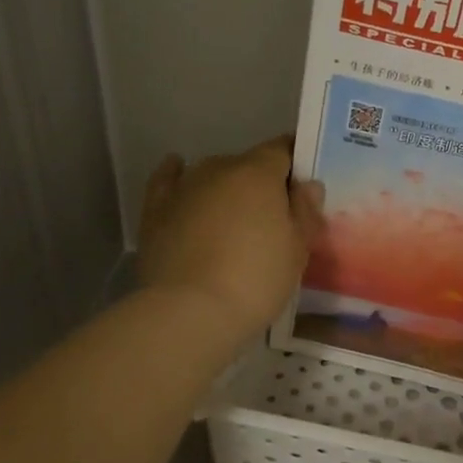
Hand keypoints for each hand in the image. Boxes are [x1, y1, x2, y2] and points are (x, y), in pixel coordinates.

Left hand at [137, 137, 326, 349]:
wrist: (190, 312)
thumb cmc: (256, 279)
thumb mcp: (297, 250)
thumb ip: (305, 211)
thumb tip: (307, 185)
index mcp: (258, 173)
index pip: (283, 150)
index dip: (295, 164)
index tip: (303, 187)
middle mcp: (219, 168)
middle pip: (247, 165)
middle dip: (261, 185)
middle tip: (271, 219)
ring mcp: (184, 187)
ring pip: (212, 175)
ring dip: (226, 189)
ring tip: (232, 219)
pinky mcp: (155, 210)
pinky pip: (168, 181)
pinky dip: (176, 175)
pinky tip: (177, 171)